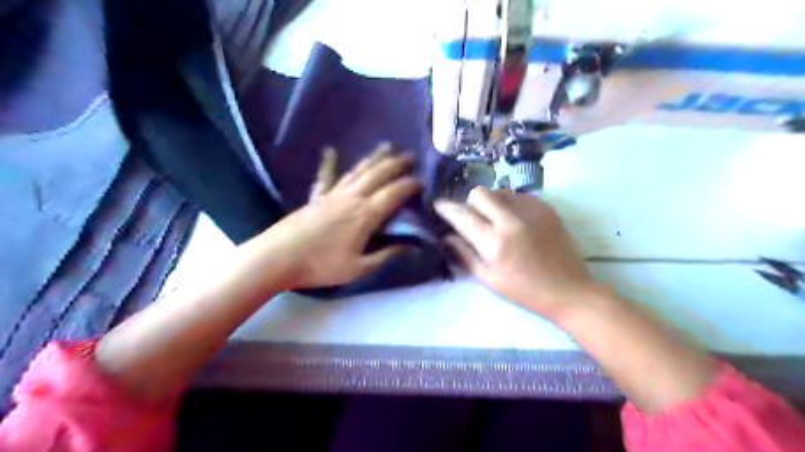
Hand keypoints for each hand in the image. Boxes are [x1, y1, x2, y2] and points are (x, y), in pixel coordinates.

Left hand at [245, 147, 421, 291]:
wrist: (279, 257)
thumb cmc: (321, 265)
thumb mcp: (359, 268)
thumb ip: (385, 255)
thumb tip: (410, 246)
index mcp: (365, 215)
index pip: (393, 194)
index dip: (410, 185)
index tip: (422, 180)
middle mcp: (352, 197)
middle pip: (378, 174)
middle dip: (396, 164)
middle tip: (410, 155)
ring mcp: (333, 194)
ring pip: (358, 170)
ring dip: (374, 158)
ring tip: (387, 146)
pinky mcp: (316, 196)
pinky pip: (325, 176)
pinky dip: (329, 163)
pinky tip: (330, 150)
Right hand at [435, 187, 596, 320]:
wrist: (568, 290)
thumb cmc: (523, 291)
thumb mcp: (488, 278)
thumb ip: (464, 254)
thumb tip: (446, 236)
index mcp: (494, 242)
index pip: (462, 215)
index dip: (446, 208)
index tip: (438, 205)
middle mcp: (511, 220)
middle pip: (480, 193)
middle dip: (470, 203)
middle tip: (474, 218)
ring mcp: (531, 211)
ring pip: (500, 191)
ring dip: (491, 202)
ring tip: (496, 221)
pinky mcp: (546, 208)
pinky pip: (519, 196)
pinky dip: (510, 205)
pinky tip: (516, 222)